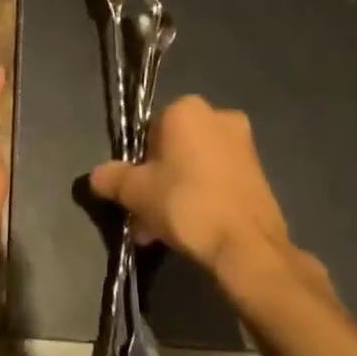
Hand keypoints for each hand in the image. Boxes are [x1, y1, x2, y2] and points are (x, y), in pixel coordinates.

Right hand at [89, 95, 331, 305]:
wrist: (247, 246)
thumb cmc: (185, 204)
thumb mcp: (135, 192)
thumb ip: (111, 178)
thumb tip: (97, 176)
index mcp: (187, 109)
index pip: (148, 130)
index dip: (136, 162)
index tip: (132, 192)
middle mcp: (219, 117)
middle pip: (173, 150)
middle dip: (156, 182)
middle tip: (144, 217)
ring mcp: (244, 146)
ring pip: (194, 168)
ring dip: (175, 194)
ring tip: (161, 233)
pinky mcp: (259, 174)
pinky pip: (216, 181)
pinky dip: (201, 199)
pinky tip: (189, 232)